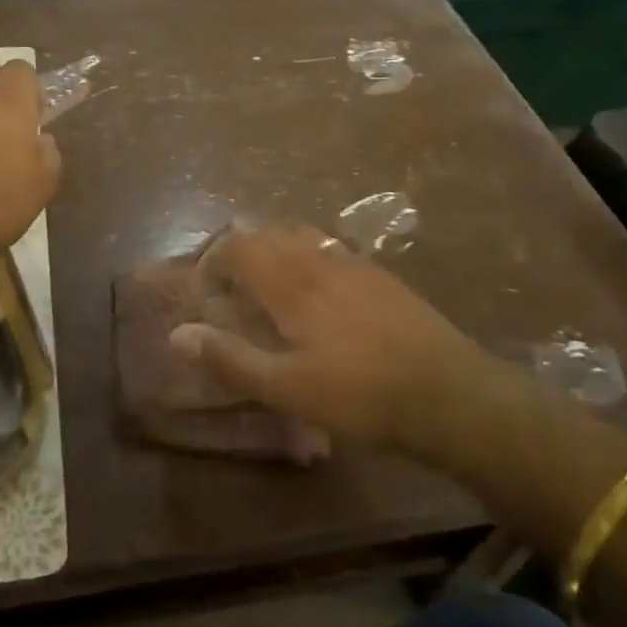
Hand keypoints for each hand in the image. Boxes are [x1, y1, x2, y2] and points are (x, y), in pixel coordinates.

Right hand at [169, 225, 495, 453]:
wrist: (450, 393)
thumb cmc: (360, 394)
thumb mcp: (288, 388)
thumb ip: (230, 359)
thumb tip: (176, 334)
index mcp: (291, 281)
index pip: (238, 246)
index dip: (213, 261)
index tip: (206, 293)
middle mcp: (319, 259)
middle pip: (268, 232)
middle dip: (240, 251)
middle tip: (231, 289)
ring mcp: (354, 263)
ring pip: (301, 235)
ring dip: (274, 249)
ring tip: (268, 285)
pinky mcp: (380, 276)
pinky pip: (330, 248)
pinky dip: (307, 256)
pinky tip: (318, 294)